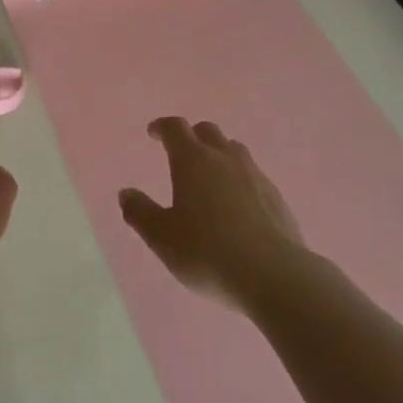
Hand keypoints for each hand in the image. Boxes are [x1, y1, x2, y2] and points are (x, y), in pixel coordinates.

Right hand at [119, 117, 304, 312]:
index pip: (175, 128)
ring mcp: (255, 175)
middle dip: (192, 137)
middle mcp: (225, 158)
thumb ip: (141, 213)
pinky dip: (239, 180)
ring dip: (219, 155)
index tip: (154, 133)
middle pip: (208, 131)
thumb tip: (126, 193)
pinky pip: (253, 176)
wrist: (273, 275)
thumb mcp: (162, 238)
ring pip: (234, 150)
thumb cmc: (207, 253)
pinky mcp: (276, 196)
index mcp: (193, 161)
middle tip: (181, 153)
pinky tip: (237, 206)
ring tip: (210, 177)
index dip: (162, 127)